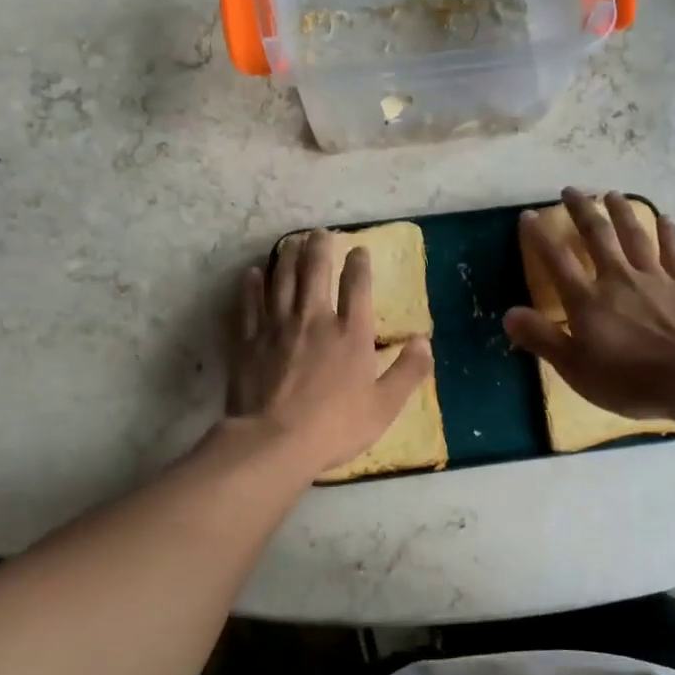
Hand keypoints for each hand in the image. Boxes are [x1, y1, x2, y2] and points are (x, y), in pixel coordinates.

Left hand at [227, 230, 433, 476]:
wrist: (274, 441)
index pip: (357, 287)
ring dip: (287, 257)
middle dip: (319, 248)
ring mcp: (277, 327)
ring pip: (282, 280)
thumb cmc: (335, 427)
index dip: (359, 264)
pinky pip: (249, 304)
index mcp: (350, 334)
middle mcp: (314, 319)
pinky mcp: (248, 341)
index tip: (359, 250)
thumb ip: (408, 372)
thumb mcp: (384, 406)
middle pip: (315, 272)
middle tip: (319, 233)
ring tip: (290, 242)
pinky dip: (251, 286)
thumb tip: (426, 342)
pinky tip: (253, 273)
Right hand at [504, 189, 674, 418]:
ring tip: (612, 193)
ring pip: (634, 236)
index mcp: (587, 300)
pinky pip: (673, 252)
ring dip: (621, 212)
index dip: (539, 237)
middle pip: (597, 236)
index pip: (556, 261)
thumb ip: (542, 338)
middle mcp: (617, 279)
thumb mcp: (575, 367)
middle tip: (571, 190)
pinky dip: (667, 234)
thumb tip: (508, 314)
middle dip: (582, 211)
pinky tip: (664, 219)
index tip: (528, 215)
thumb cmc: (629, 379)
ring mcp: (654, 278)